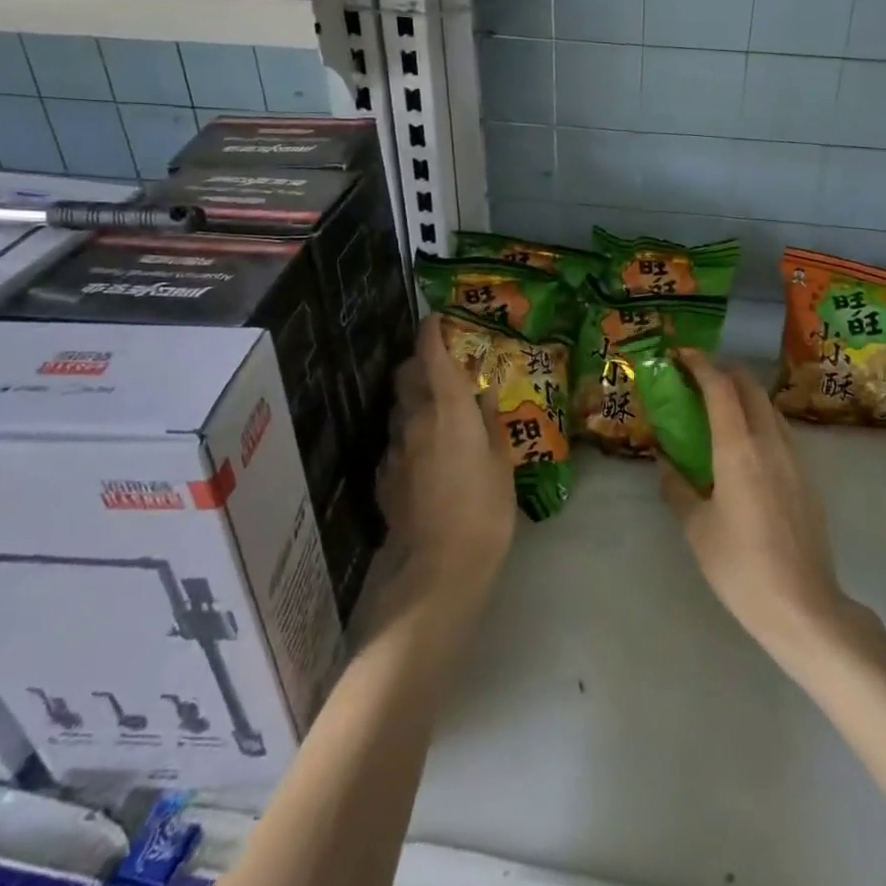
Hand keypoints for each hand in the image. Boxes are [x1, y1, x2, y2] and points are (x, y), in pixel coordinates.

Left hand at [381, 315, 516, 606]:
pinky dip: (409, 435)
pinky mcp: (384, 475)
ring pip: (399, 407)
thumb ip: (490, 421)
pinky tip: (426, 454)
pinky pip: (396, 441)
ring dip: (414, 399)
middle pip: (407, 374)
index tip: (437, 319)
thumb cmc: (484, 509)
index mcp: (448, 408)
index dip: (431, 331)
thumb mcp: (501, 461)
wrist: (439, 567)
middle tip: (443, 367)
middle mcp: (415, 418)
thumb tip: (482, 394)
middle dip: (421, 362)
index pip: (432, 354)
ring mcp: (394, 447)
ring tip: (437, 412)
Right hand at [660, 351, 853, 662]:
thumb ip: (678, 487)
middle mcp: (770, 442)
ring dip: (745, 396)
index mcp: (738, 449)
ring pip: (769, 408)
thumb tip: (666, 463)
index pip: (720, 388)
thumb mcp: (696, 528)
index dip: (700, 365)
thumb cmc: (740, 567)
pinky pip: (781, 432)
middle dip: (724, 373)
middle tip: (697, 378)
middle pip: (750, 388)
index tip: (681, 356)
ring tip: (720, 408)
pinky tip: (746, 446)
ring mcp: (795, 459)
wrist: (804, 607)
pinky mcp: (808, 478)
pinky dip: (760, 420)